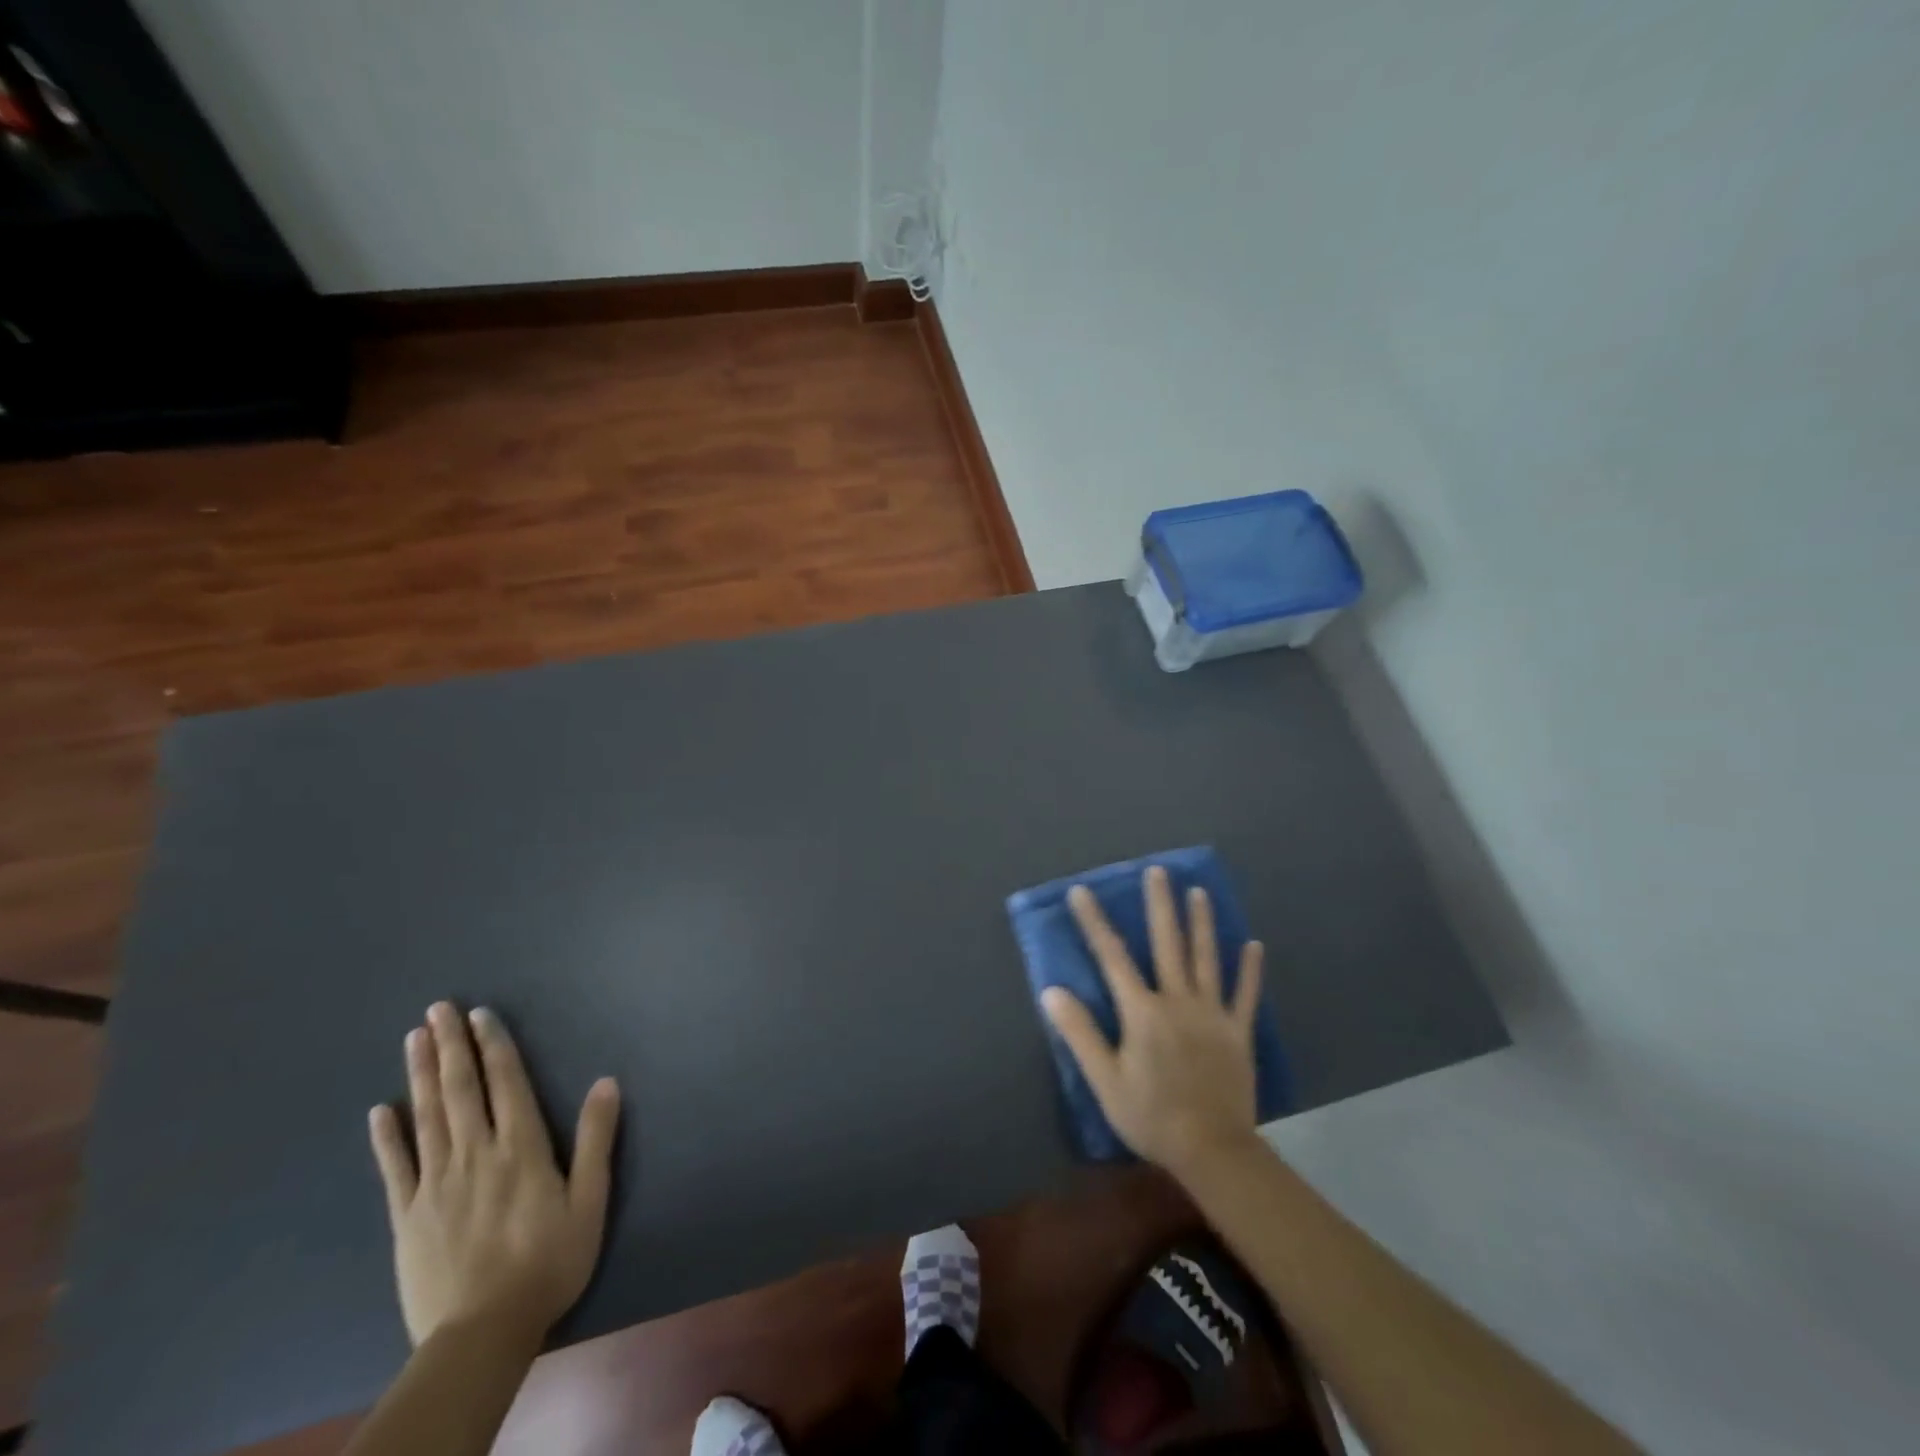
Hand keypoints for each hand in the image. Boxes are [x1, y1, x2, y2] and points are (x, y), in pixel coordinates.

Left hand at [368, 1002, 619, 1347]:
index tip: (479, 1014)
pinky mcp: (407, 1215)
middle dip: (450, 1046)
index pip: (505, 1083)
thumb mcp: (590, 1200)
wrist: (482, 1333)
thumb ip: (596, 1139)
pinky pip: (395, 1167)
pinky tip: (379, 1110)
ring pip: (426, 1116)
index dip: (494, 1045)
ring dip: (420, 1074)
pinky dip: (387, 1136)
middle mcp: (476, 1153)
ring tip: (415, 1037)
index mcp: (521, 1146)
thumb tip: (607, 1081)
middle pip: (460, 1089)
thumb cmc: (548, 1262)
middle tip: (438, 1008)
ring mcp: (436, 1183)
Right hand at [1042, 866, 1265, 1178]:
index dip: (1095, 922)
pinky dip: (1249, 970)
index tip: (1082, 891)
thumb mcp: (1105, 1080)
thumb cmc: (1151, 1116)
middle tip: (1158, 871)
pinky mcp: (1238, 1032)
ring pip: (1207, 959)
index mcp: (1142, 1012)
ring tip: (1199, 891)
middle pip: (1168, 944)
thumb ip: (1080, 1033)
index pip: (1112, 957)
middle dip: (1160, 905)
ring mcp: (1212, 1015)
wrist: (1213, 1150)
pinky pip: (1245, 995)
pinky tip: (1253, 945)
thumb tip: (1052, 991)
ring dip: (1202, 923)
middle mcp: (1178, 1001)